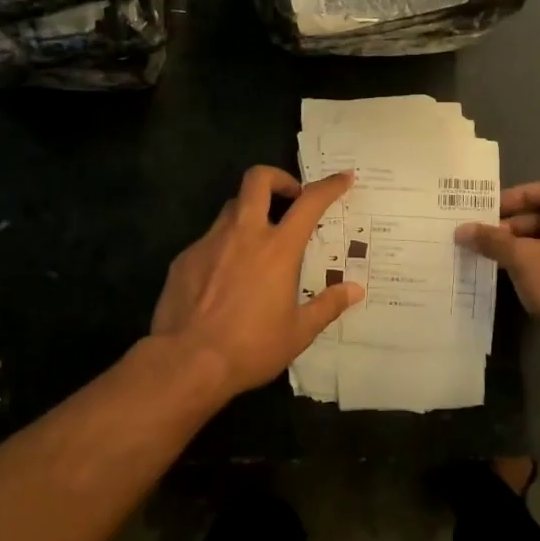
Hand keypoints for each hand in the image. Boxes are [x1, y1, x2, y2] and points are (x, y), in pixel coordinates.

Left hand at [152, 166, 362, 398]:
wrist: (186, 362)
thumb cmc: (250, 348)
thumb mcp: (298, 332)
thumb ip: (328, 305)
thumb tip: (355, 289)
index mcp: (278, 249)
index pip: (309, 202)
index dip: (329, 185)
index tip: (343, 178)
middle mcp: (243, 234)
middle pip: (258, 180)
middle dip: (278, 178)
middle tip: (290, 197)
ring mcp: (209, 242)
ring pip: (231, 207)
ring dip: (250, 212)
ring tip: (259, 241)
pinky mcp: (184, 258)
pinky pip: (209, 239)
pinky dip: (224, 246)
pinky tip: (226, 277)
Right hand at [454, 175, 539, 340]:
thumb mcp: (524, 259)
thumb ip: (493, 241)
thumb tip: (461, 230)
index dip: (520, 195)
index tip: (492, 208)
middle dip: (516, 224)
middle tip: (485, 235)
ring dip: (524, 244)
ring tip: (492, 254)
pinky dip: (537, 261)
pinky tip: (512, 273)